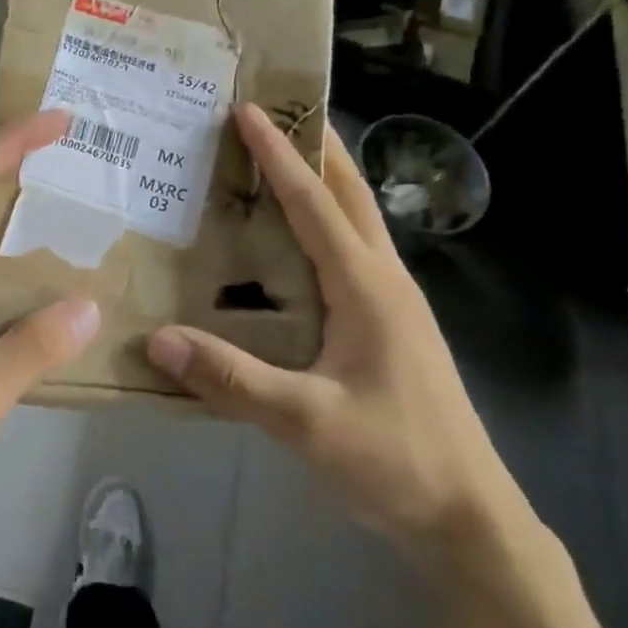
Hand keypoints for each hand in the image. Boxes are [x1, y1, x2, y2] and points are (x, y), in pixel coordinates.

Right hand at [146, 104, 524, 563]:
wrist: (468, 517)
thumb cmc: (394, 460)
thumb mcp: (307, 423)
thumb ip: (232, 379)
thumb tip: (159, 339)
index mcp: (367, 288)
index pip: (316, 204)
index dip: (281, 155)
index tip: (249, 110)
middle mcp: (384, 281)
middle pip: (350, 195)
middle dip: (316, 146)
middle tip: (276, 111)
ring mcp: (393, 303)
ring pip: (356, 221)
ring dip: (324, 181)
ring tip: (282, 158)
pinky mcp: (389, 326)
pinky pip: (352, 254)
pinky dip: (324, 224)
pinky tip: (295, 243)